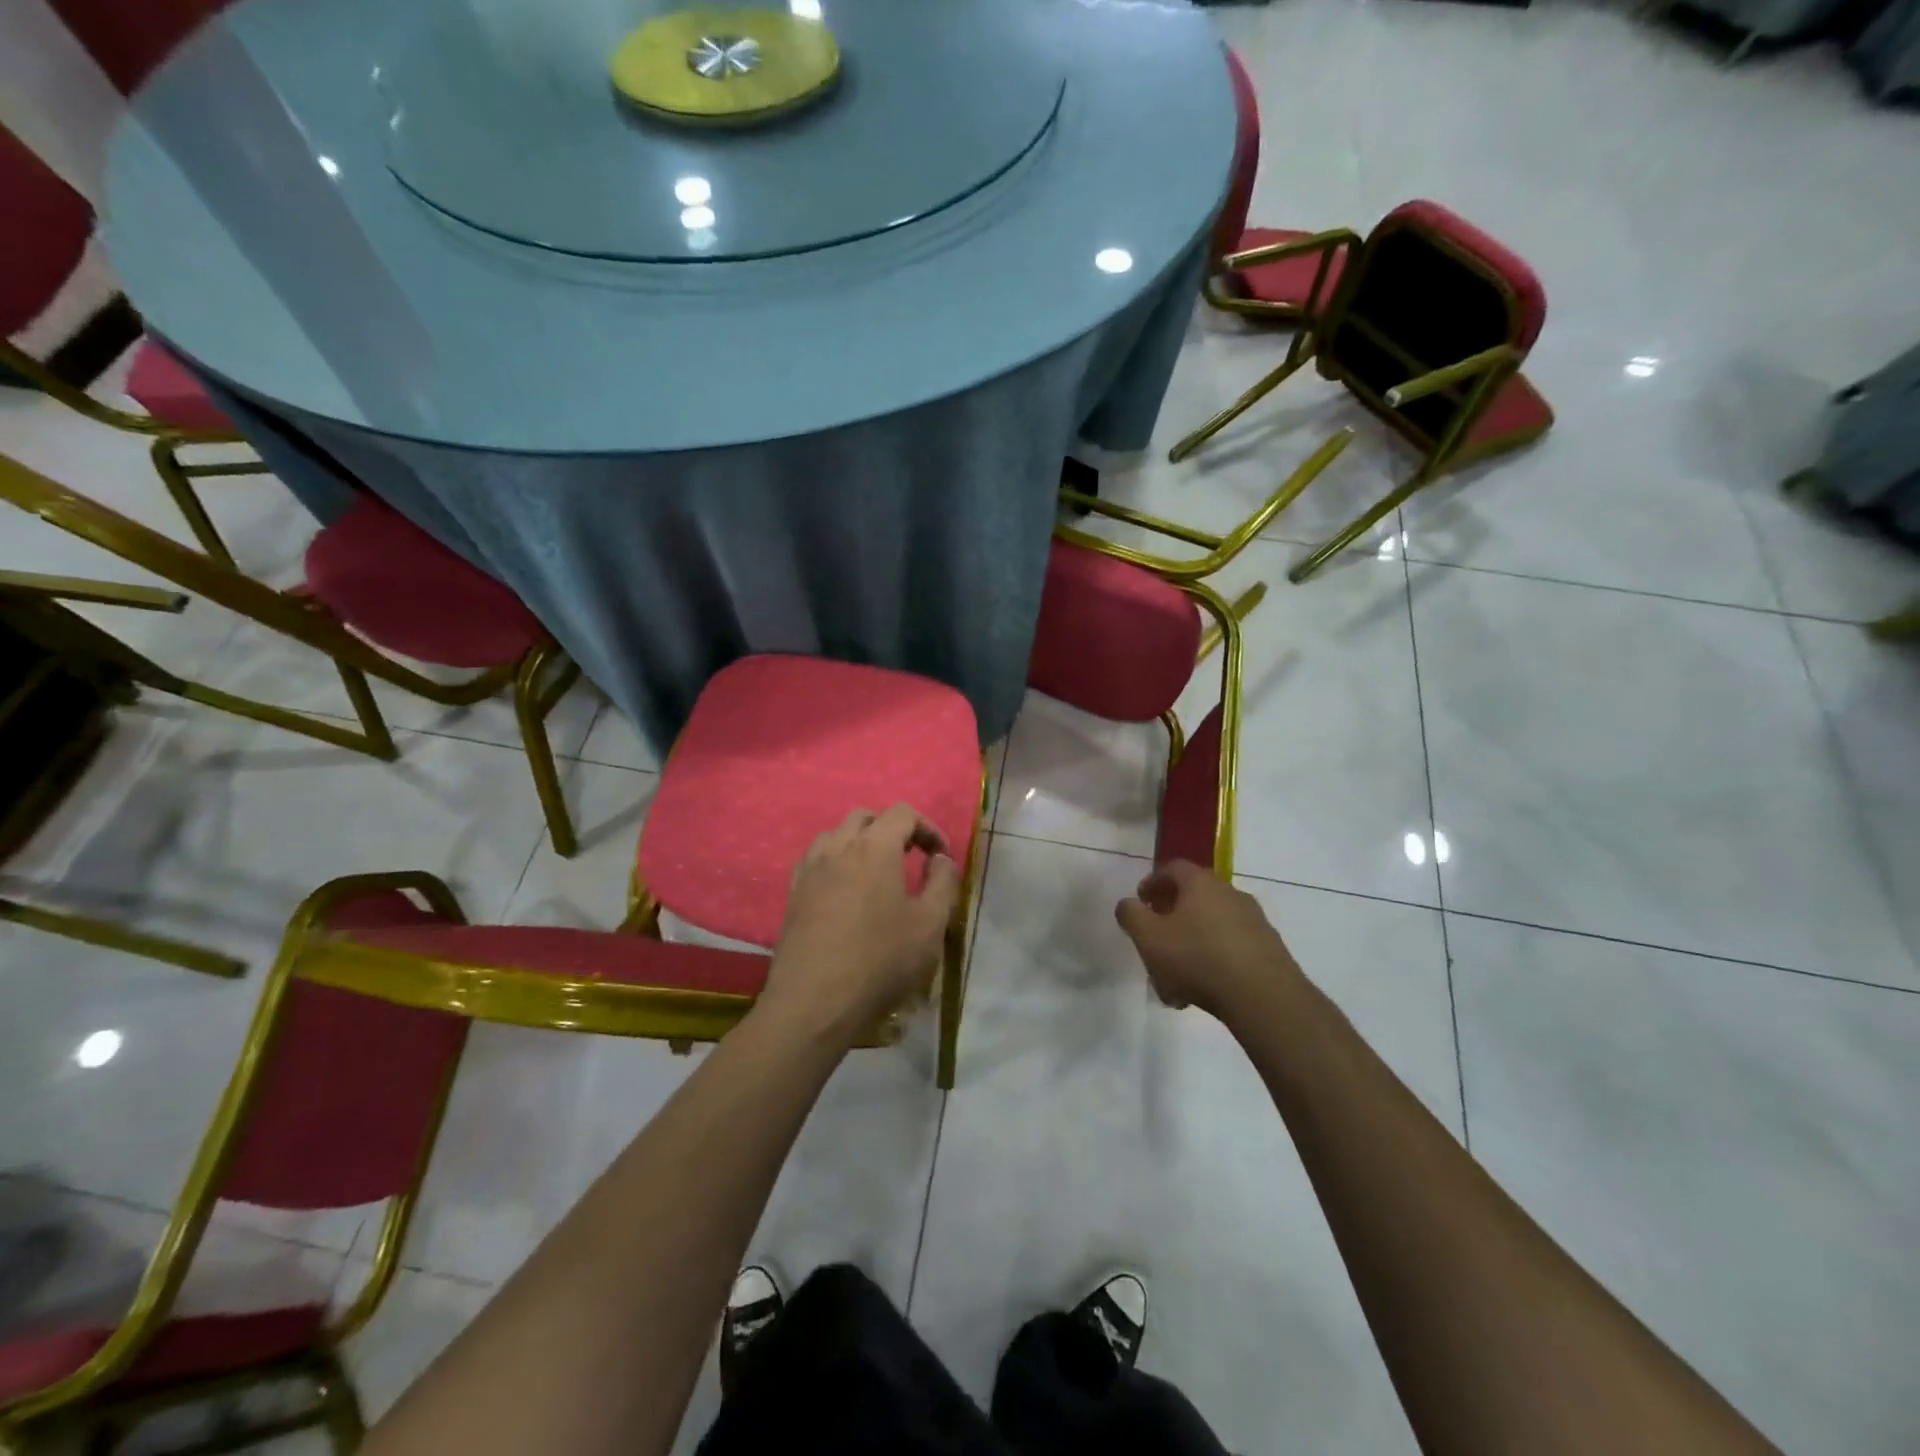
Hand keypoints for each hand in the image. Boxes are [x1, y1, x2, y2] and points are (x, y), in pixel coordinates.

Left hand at [762, 805, 961, 1042]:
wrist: (814, 1003)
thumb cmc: (880, 962)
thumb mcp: (930, 925)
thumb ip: (942, 883)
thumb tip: (940, 859)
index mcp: (875, 848)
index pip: (902, 813)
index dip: (927, 827)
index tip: (940, 857)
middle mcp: (838, 847)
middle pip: (866, 817)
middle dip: (892, 829)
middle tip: (910, 858)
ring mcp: (810, 869)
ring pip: (836, 834)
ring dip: (860, 842)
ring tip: (877, 872)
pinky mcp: (793, 893)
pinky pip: (816, 859)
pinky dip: (836, 861)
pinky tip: (845, 890)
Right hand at [1115, 860, 1300, 1020]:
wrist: (1263, 996)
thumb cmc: (1197, 958)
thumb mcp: (1149, 937)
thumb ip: (1131, 915)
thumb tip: (1128, 904)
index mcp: (1200, 883)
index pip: (1172, 868)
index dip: (1152, 883)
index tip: (1141, 902)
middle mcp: (1230, 893)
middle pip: (1193, 898)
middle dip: (1171, 918)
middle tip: (1156, 940)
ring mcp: (1254, 920)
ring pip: (1211, 927)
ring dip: (1191, 945)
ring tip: (1175, 978)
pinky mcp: (1269, 949)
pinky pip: (1231, 948)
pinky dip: (1213, 961)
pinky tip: (1202, 990)